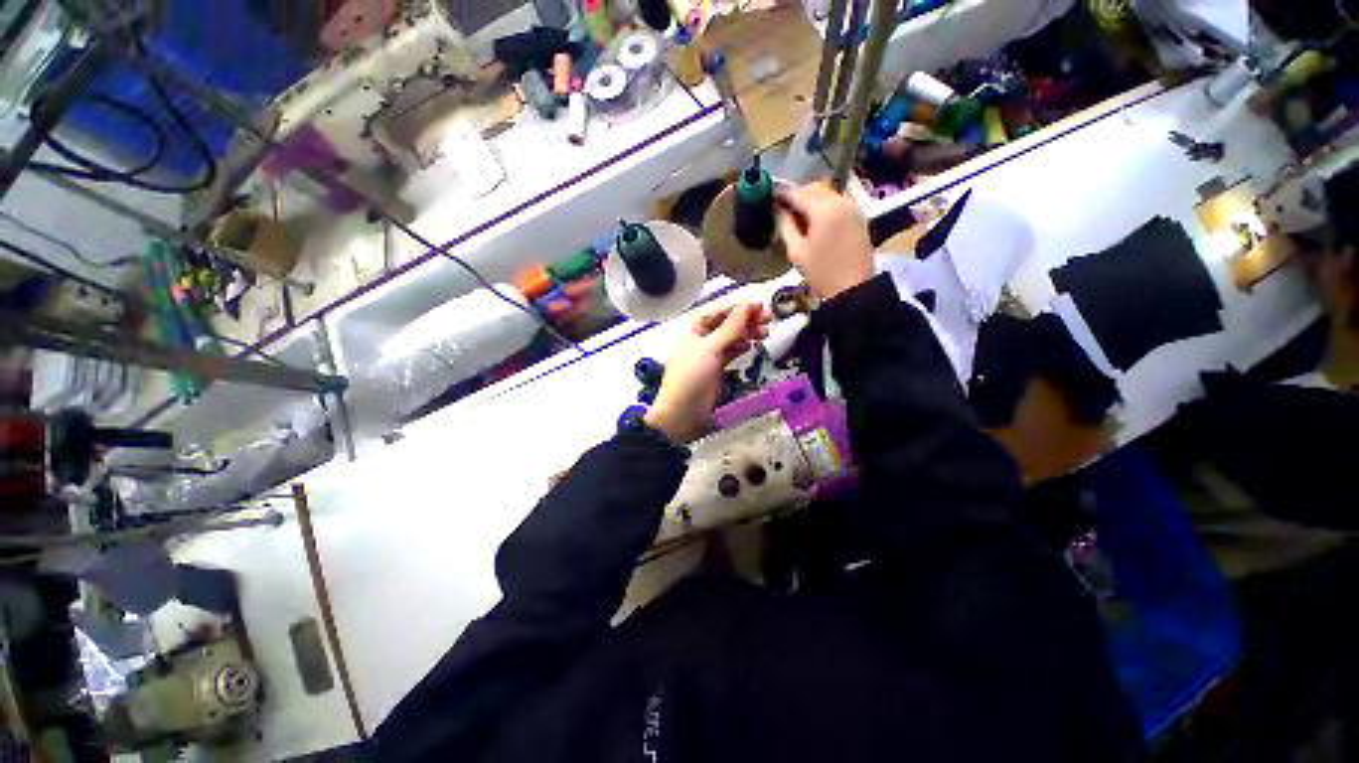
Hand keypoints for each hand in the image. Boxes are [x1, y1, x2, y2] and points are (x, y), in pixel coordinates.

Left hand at [645, 302, 770, 442]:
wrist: (682, 413)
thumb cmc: (692, 377)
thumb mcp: (711, 349)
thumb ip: (731, 327)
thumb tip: (749, 304)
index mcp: (695, 330)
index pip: (719, 311)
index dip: (739, 307)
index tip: (760, 305)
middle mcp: (703, 340)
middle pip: (727, 324)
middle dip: (747, 319)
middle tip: (769, 318)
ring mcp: (709, 355)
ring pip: (731, 338)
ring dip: (748, 333)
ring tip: (767, 332)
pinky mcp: (716, 369)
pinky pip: (731, 353)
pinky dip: (741, 347)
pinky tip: (752, 344)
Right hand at [776, 183, 874, 300]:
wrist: (853, 287)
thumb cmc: (821, 273)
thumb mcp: (796, 251)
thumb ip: (786, 226)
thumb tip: (779, 211)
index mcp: (823, 209)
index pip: (798, 193)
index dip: (782, 195)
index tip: (770, 200)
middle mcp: (840, 200)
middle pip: (814, 188)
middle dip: (798, 195)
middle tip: (783, 209)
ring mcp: (852, 206)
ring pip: (827, 191)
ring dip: (812, 198)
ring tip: (798, 215)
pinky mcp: (858, 214)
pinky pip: (838, 199)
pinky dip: (825, 203)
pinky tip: (815, 219)